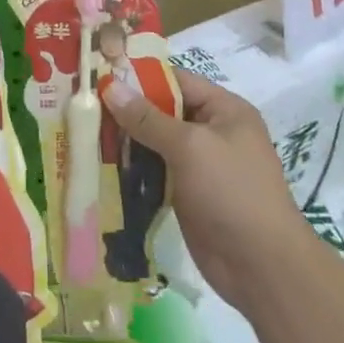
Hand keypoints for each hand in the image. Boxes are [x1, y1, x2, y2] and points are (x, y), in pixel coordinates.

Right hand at [106, 68, 305, 311]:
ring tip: (82, 132)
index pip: (176, 80)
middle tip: (81, 105)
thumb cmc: (231, 192)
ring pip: (155, 142)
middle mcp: (213, 132)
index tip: (99, 75)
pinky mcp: (187, 193)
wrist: (261, 267)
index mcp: (224, 110)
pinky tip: (101, 165)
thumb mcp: (190, 147)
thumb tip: (111, 87)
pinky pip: (155, 171)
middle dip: (127, 110)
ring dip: (125, 140)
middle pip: (163, 111)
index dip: (139, 77)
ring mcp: (200, 165)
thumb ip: (148, 118)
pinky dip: (132, 168)